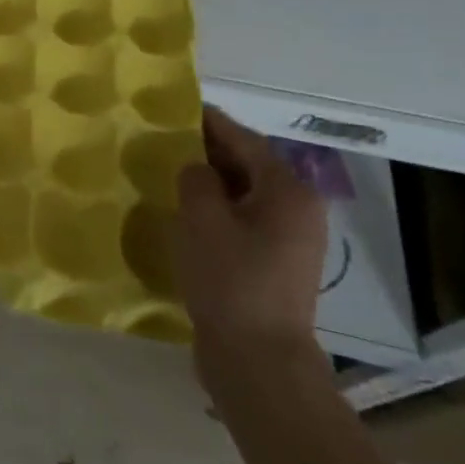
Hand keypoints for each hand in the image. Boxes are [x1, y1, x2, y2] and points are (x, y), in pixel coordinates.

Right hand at [175, 106, 327, 391]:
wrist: (258, 356)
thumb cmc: (230, 278)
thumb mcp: (201, 218)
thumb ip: (196, 179)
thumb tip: (196, 169)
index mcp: (287, 192)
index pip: (246, 140)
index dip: (211, 122)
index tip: (179, 107)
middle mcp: (298, 210)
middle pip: (250, 165)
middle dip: (210, 150)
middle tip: (166, 138)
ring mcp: (290, 240)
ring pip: (245, 193)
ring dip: (212, 180)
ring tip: (170, 170)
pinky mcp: (275, 263)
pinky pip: (243, 219)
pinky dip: (218, 207)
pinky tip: (186, 212)